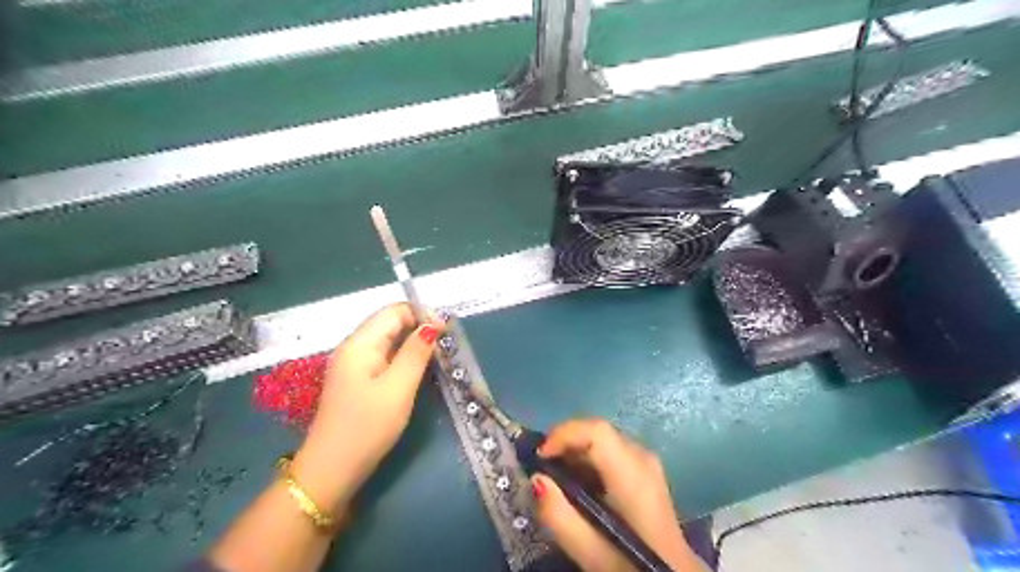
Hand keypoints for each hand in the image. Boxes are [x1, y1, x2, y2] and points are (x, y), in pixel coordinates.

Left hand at [289, 303, 445, 514]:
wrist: (332, 470)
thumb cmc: (367, 427)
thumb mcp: (398, 388)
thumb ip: (416, 353)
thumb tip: (432, 325)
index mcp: (360, 344)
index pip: (394, 311)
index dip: (422, 315)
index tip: (446, 334)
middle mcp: (354, 347)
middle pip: (390, 322)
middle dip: (419, 328)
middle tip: (445, 348)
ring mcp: (353, 364)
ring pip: (388, 340)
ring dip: (413, 343)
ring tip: (436, 359)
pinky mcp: (357, 380)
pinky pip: (384, 356)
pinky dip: (403, 358)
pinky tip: (416, 371)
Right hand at [531, 419, 706, 569]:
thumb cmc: (632, 566)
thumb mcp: (591, 552)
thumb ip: (559, 516)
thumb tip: (536, 478)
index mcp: (633, 474)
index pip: (597, 431)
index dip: (564, 434)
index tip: (540, 458)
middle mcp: (642, 457)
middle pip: (597, 432)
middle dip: (565, 443)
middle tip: (542, 470)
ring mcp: (646, 462)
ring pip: (602, 439)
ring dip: (575, 452)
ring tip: (556, 480)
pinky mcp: (645, 470)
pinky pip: (610, 450)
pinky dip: (588, 460)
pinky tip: (579, 487)